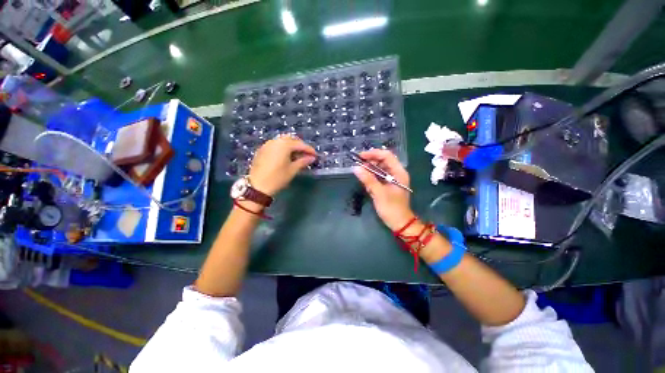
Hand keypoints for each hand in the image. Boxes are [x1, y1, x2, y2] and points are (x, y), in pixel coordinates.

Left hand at [248, 136, 316, 195]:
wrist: (257, 186)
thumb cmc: (277, 178)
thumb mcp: (292, 170)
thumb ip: (303, 161)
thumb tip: (312, 158)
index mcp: (284, 145)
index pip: (300, 144)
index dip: (309, 150)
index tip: (315, 155)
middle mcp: (275, 141)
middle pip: (291, 139)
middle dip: (300, 145)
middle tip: (306, 154)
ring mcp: (267, 144)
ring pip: (283, 141)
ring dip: (291, 146)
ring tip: (297, 156)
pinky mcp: (262, 150)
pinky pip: (276, 145)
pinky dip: (283, 148)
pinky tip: (286, 157)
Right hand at [353, 149, 412, 229]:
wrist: (400, 223)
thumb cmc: (391, 208)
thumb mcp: (379, 193)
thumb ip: (368, 179)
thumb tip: (355, 168)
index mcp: (399, 172)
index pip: (386, 156)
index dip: (373, 154)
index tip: (360, 156)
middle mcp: (397, 173)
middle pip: (383, 161)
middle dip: (370, 161)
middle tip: (358, 164)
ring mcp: (392, 179)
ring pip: (380, 168)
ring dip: (370, 169)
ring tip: (360, 172)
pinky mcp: (388, 185)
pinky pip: (379, 176)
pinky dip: (371, 176)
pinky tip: (365, 179)